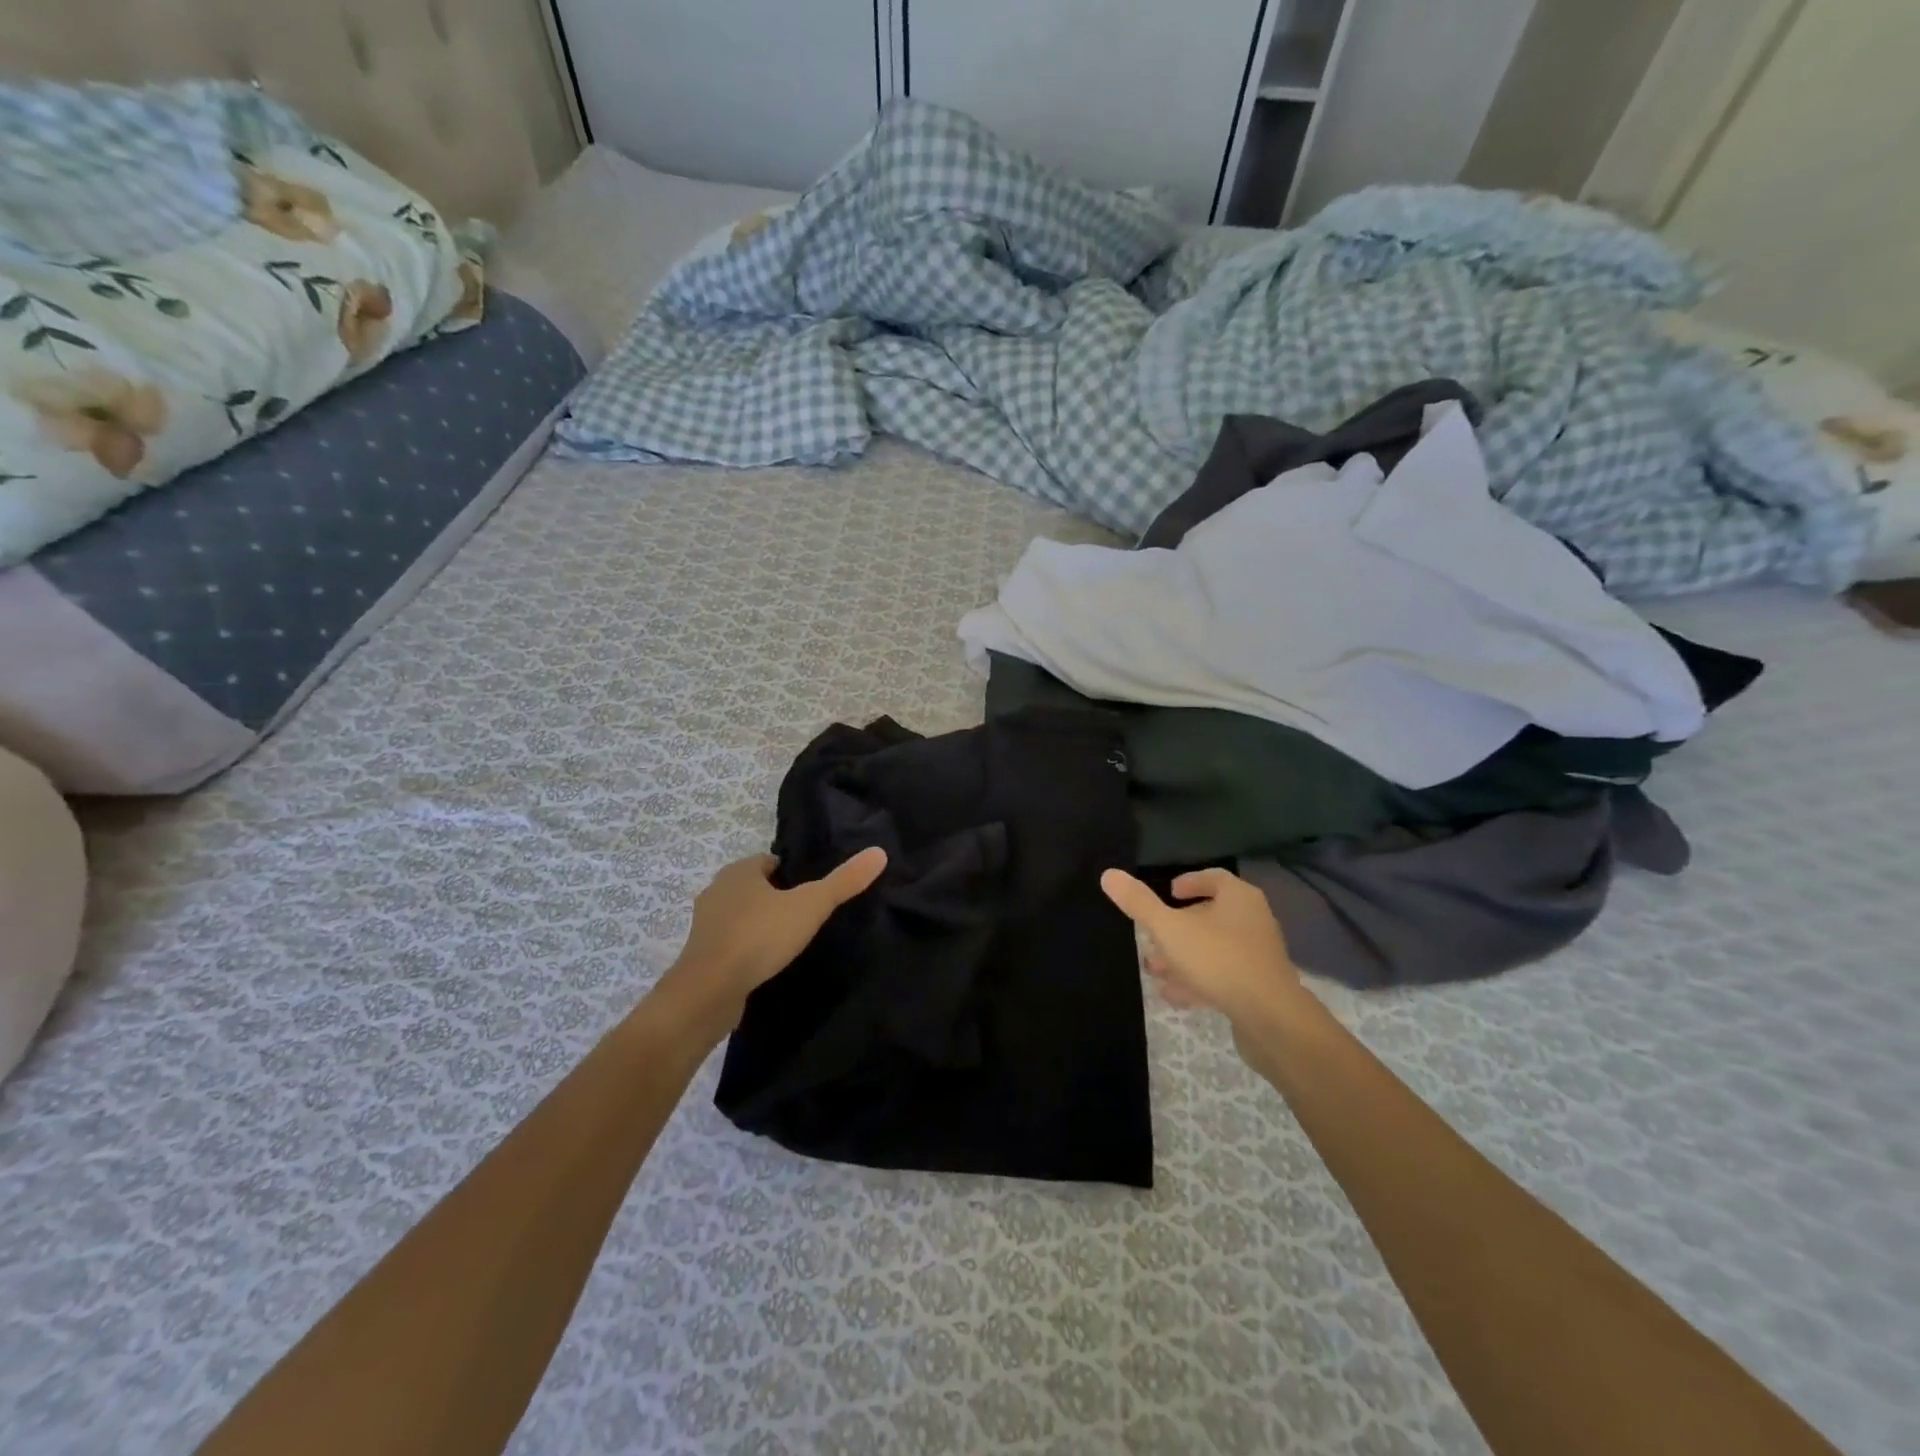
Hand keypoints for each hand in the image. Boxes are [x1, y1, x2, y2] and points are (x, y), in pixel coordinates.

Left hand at [667, 849, 887, 1015]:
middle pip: (755, 888)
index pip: (771, 862)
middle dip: (777, 898)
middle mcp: (717, 890)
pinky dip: (747, 949)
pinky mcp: (701, 955)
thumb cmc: (760, 937)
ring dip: (760, 924)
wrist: (709, 990)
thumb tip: (879, 852)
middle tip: (806, 917)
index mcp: (739, 871)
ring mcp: (705, 924)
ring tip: (789, 942)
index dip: (793, 874)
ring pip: (741, 916)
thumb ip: (843, 882)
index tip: (814, 892)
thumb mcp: (810, 906)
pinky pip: (730, 943)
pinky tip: (765, 963)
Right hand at [1100, 867, 1302, 1023]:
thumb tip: (1108, 874)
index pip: (1214, 878)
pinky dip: (1198, 980)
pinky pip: (1223, 976)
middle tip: (1151, 937)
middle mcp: (1253, 920)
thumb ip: (1139, 903)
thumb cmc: (1218, 960)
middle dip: (1178, 927)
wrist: (1271, 1018)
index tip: (1168, 892)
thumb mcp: (1170, 929)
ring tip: (1155, 970)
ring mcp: (1258, 955)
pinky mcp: (1259, 987)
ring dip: (1183, 957)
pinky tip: (1175, 996)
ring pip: (1214, 949)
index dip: (1190, 882)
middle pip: (1211, 915)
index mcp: (1239, 897)